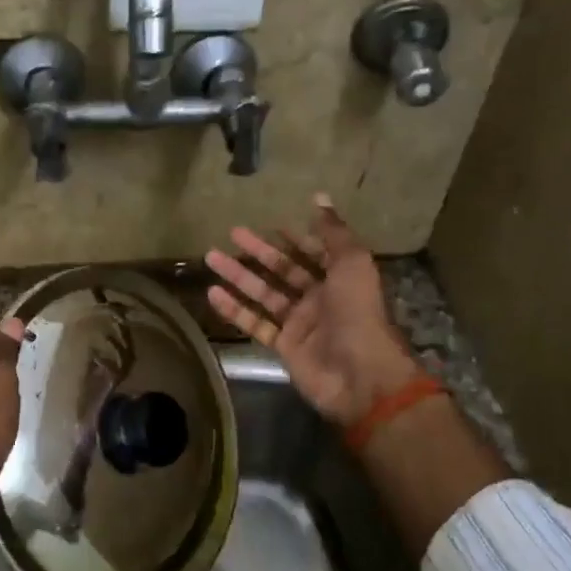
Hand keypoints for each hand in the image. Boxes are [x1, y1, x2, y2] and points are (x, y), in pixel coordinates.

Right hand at [205, 194, 420, 429]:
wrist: (359, 374)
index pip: (314, 252)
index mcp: (340, 278)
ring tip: (210, 257)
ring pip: (264, 295)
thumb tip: (319, 196)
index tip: (272, 224)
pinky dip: (235, 310)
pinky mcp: (284, 346)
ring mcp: (300, 324)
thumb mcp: (352, 263)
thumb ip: (333, 231)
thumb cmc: (358, 312)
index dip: (296, 238)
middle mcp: (319, 298)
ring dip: (239, 276)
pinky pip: (255, 324)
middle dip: (258, 252)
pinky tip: (213, 293)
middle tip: (232, 233)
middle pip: (284, 270)